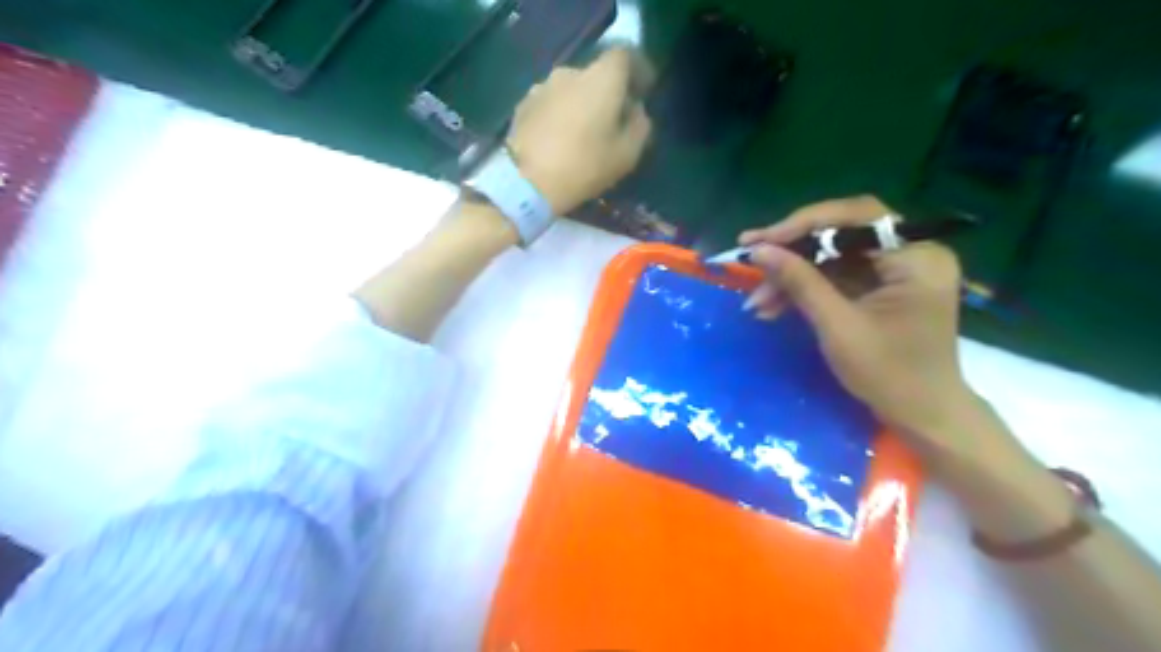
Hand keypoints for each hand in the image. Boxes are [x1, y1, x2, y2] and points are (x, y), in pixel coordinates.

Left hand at [509, 48, 650, 216]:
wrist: (526, 182)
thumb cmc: (584, 166)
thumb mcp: (627, 154)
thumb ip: (640, 126)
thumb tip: (636, 111)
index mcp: (601, 78)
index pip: (625, 55)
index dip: (637, 70)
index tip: (642, 92)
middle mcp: (570, 72)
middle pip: (596, 74)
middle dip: (608, 93)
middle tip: (613, 121)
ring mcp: (542, 86)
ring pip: (571, 89)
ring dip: (581, 105)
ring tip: (583, 134)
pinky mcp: (522, 105)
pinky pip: (551, 104)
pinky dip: (560, 115)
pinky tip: (559, 140)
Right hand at [744, 196, 976, 455]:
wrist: (921, 415)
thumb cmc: (889, 375)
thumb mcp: (838, 327)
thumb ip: (800, 283)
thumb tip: (759, 251)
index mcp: (917, 256)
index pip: (855, 217)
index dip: (802, 225)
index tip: (759, 241)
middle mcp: (912, 251)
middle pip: (841, 233)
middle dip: (792, 251)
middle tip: (750, 259)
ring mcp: (896, 268)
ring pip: (832, 256)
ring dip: (792, 275)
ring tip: (756, 301)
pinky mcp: (881, 285)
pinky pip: (836, 275)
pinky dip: (805, 288)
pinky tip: (774, 306)